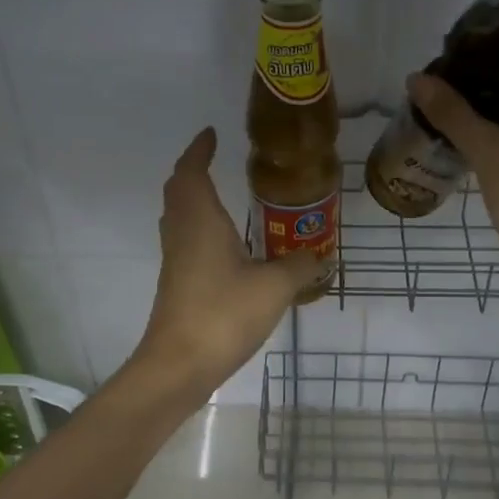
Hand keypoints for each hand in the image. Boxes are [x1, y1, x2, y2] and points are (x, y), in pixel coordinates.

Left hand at [130, 128, 322, 397]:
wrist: (179, 365)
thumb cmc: (223, 314)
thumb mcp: (274, 287)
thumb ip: (300, 266)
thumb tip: (323, 255)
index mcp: (200, 221)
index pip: (191, 172)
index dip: (199, 150)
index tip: (211, 134)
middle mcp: (182, 233)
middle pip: (178, 191)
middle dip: (193, 171)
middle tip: (215, 161)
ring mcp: (176, 260)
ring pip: (178, 216)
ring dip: (194, 200)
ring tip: (222, 196)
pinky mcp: (177, 284)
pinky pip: (185, 241)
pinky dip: (199, 228)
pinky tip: (224, 245)